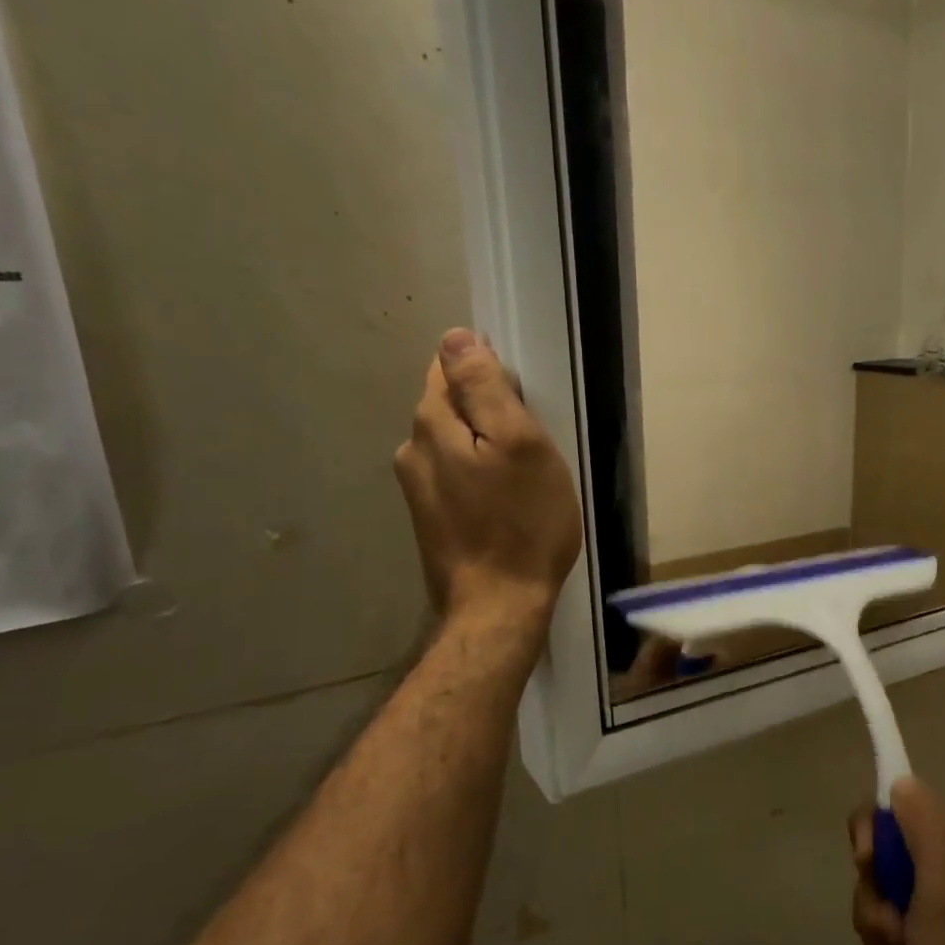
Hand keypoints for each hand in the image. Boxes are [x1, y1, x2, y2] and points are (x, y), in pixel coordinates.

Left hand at [394, 329, 582, 630]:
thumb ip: (485, 388)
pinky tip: (504, 502)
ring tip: (521, 476)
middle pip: (450, 406)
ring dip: (483, 447)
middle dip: (486, 412)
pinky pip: (455, 477)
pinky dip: (479, 477)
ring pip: (454, 444)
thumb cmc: (522, 524)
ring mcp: (417, 489)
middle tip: (531, 445)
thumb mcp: (519, 445)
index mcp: (432, 424)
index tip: (524, 404)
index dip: (489, 375)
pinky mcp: (430, 519)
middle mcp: (412, 450)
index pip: (449, 368)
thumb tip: (455, 338)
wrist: (498, 607)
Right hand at [849, 778, 944, 944]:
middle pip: (876, 867)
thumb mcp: (944, 887)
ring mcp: (934, 917)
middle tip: (896, 931)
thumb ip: (922, 827)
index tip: (869, 866)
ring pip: (875, 911)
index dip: (871, 837)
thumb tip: (899, 780)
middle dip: (876, 907)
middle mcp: (944, 873)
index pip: (891, 812)